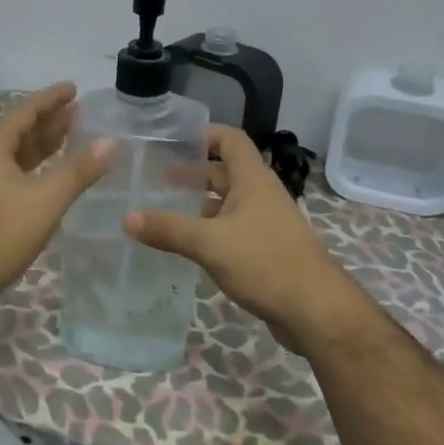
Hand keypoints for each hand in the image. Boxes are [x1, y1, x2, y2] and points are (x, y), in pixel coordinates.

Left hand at [0, 83, 113, 311]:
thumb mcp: (44, 202)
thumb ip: (78, 172)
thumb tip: (109, 142)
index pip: (25, 112)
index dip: (50, 99)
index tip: (74, 88)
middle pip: (18, 131)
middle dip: (48, 120)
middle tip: (78, 111)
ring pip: (15, 156)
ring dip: (41, 145)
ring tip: (69, 136)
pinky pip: (11, 175)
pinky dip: (33, 169)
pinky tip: (47, 179)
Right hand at [126, 125, 352, 346]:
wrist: (316, 311)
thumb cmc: (265, 262)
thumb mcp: (210, 243)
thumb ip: (168, 229)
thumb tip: (127, 218)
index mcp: (253, 179)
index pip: (230, 139)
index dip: (203, 134)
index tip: (171, 140)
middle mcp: (260, 194)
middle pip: (224, 172)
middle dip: (191, 172)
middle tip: (154, 178)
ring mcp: (265, 223)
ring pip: (226, 204)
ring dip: (197, 204)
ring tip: (160, 210)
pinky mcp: (265, 250)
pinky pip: (231, 230)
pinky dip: (208, 231)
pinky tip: (185, 244)